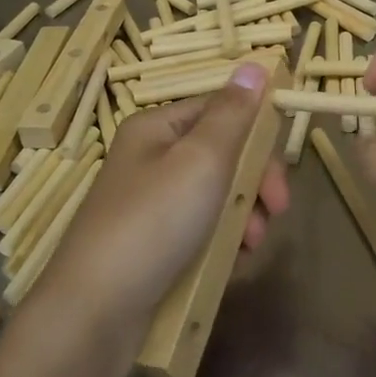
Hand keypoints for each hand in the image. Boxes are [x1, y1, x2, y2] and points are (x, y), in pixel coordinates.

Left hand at [38, 64, 289, 338]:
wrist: (95, 312)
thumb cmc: (153, 222)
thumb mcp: (201, 159)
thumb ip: (233, 114)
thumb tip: (255, 64)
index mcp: (156, 129)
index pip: (221, 110)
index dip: (257, 135)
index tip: (280, 172)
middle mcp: (151, 160)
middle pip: (222, 154)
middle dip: (254, 182)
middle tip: (274, 211)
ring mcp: (151, 205)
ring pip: (216, 195)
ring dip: (243, 215)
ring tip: (249, 245)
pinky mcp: (153, 245)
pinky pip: (201, 230)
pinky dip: (222, 241)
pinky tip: (232, 262)